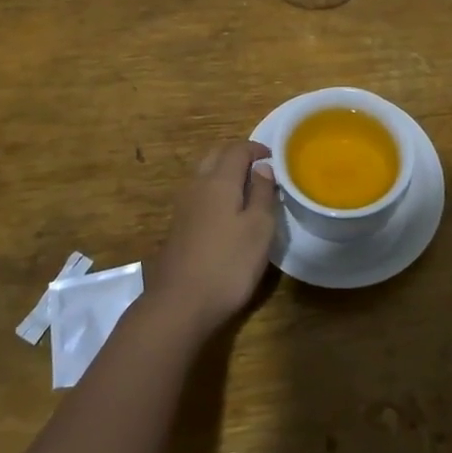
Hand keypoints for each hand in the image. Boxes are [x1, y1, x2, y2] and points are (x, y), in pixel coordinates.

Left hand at [143, 140, 277, 341]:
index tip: (273, 157)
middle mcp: (197, 185)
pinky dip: (214, 191)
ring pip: (204, 174)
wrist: (180, 303)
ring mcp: (183, 205)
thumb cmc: (228, 263)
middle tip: (259, 168)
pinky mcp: (178, 226)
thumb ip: (262, 193)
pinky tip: (226, 212)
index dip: (256, 148)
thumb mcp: (259, 229)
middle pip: (216, 155)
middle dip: (237, 155)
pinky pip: (198, 194)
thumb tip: (262, 167)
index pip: (237, 149)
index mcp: (219, 180)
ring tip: (246, 189)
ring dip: (224, 172)